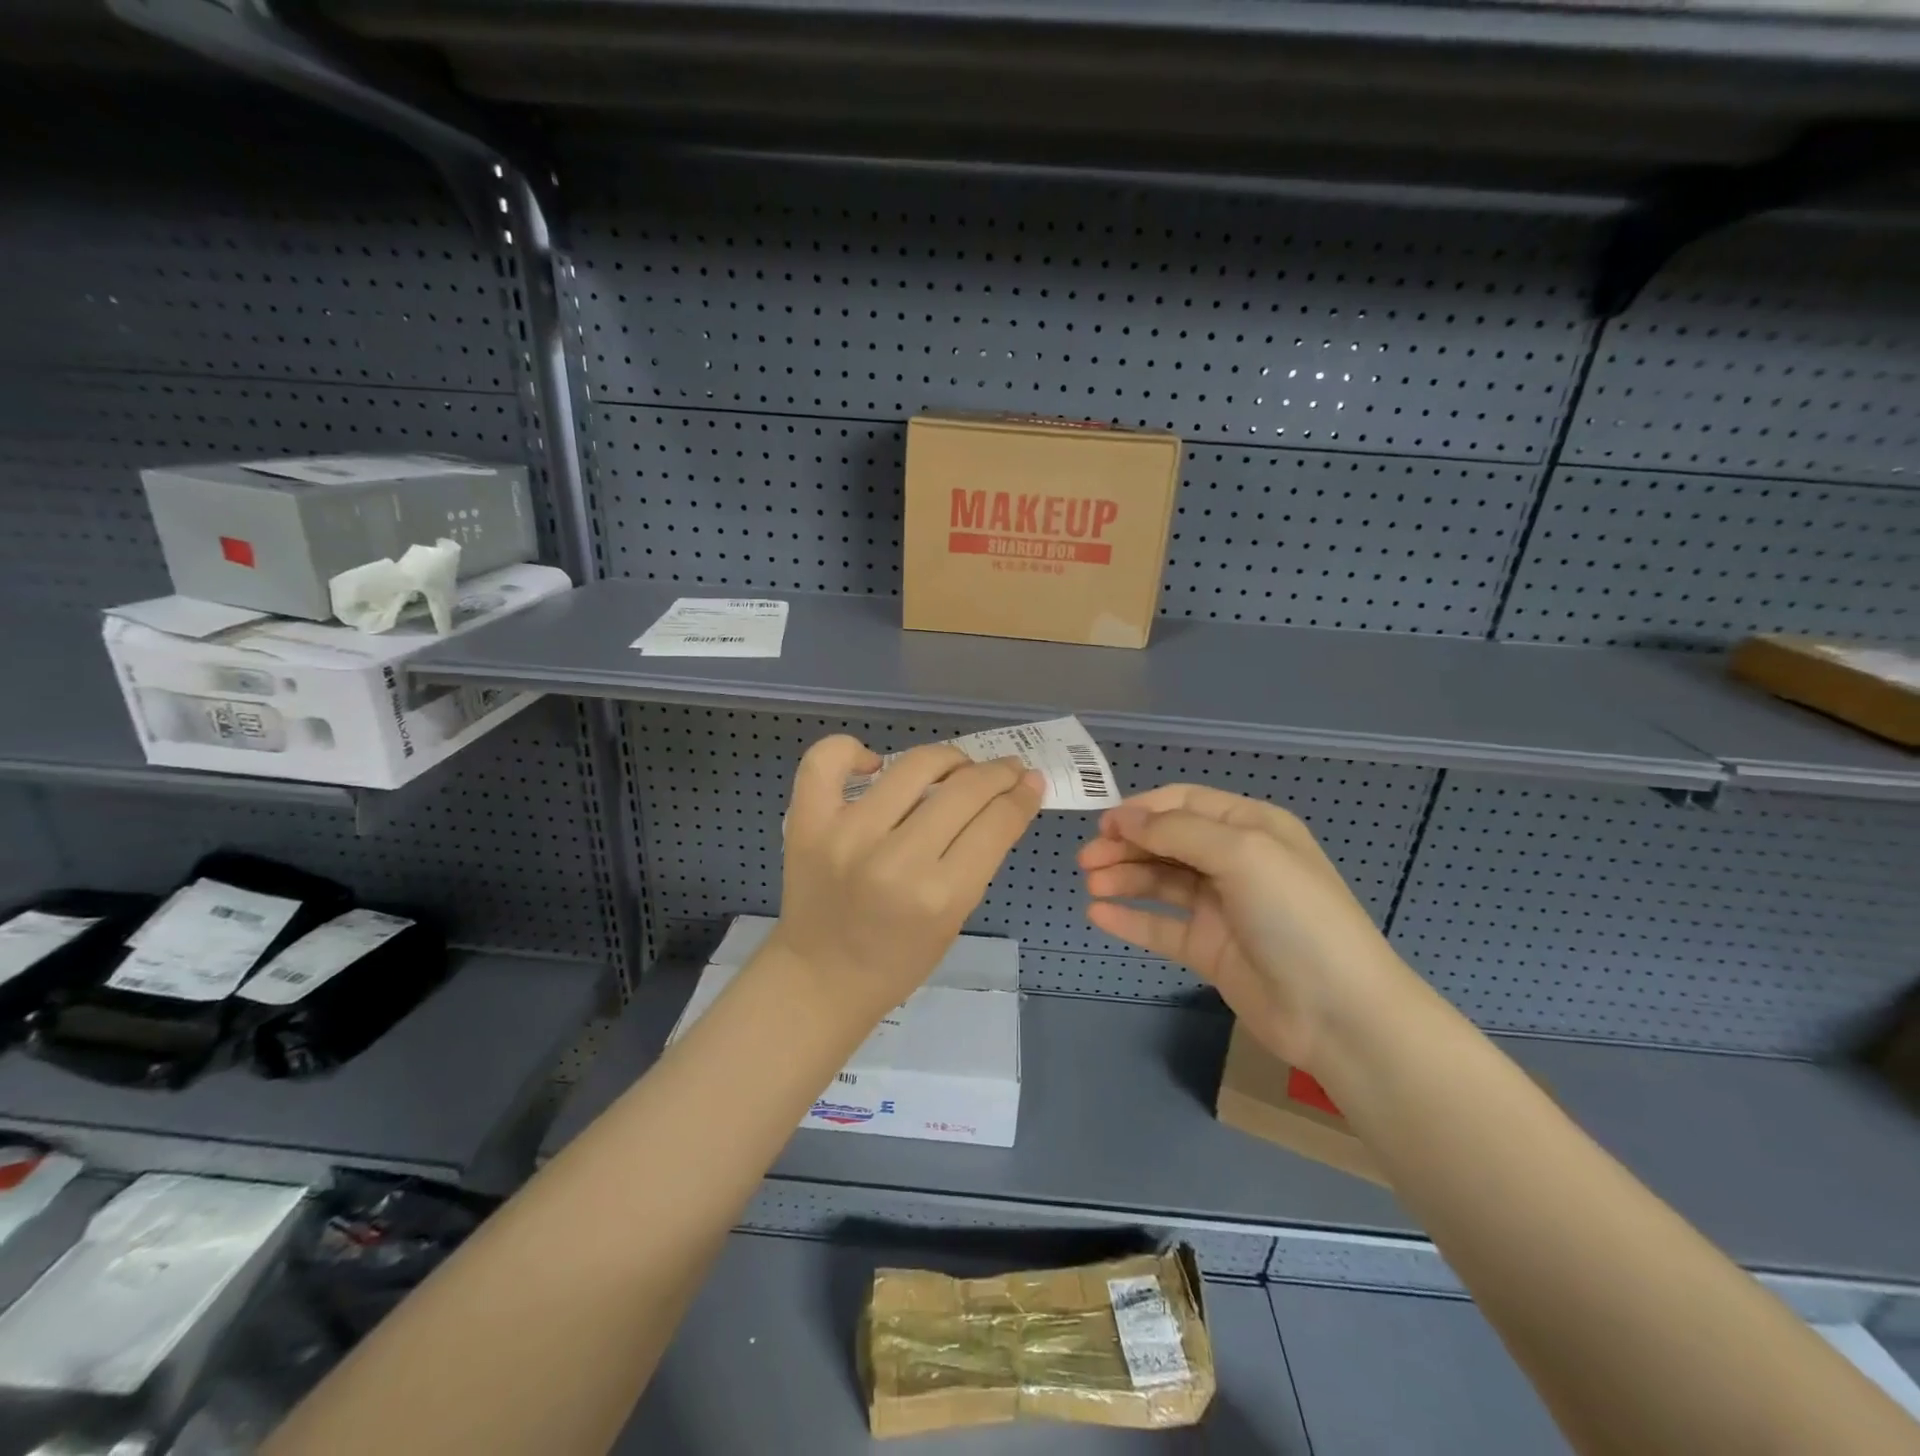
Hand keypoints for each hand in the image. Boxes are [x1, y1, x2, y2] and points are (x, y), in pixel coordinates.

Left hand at [769, 735, 1043, 1020]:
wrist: (820, 978)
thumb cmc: (898, 960)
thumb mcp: (955, 919)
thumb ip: (979, 858)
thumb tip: (1008, 798)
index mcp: (940, 896)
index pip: (996, 823)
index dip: (1022, 796)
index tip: (1031, 782)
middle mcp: (895, 860)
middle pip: (964, 789)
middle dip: (997, 773)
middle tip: (1007, 770)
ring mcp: (847, 836)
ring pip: (913, 765)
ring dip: (948, 758)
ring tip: (955, 766)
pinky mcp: (808, 823)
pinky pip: (827, 760)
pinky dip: (852, 750)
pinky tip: (874, 764)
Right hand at [1078, 784, 1419, 1070]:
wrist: (1338, 1012)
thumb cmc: (1294, 915)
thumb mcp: (1242, 854)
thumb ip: (1178, 832)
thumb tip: (1123, 818)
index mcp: (1250, 827)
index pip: (1185, 803)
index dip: (1142, 810)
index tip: (1103, 824)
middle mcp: (1234, 860)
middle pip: (1167, 842)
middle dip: (1126, 845)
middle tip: (1086, 859)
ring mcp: (1220, 907)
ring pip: (1160, 882)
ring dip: (1124, 878)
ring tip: (1093, 885)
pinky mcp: (1208, 948)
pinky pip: (1160, 926)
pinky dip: (1129, 918)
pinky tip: (1098, 914)